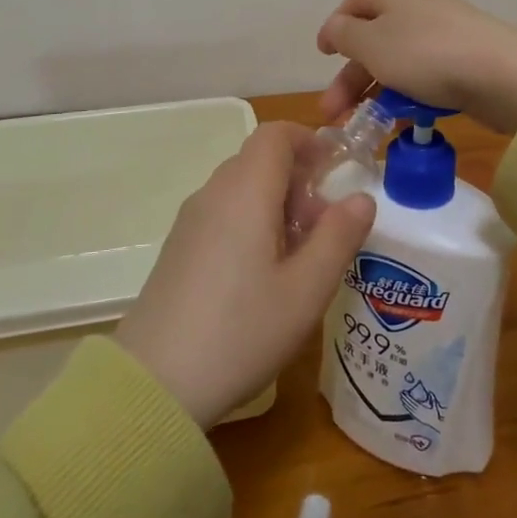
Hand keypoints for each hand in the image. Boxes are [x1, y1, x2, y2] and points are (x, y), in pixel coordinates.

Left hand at [115, 123, 376, 428]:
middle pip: (259, 160)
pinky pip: (222, 213)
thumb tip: (361, 198)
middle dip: (299, 179)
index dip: (309, 141)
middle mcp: (213, 194)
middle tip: (324, 227)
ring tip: (298, 256)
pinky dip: (251, 222)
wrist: (156, 383)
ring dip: (276, 203)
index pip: (275, 134)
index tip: (335, 171)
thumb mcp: (307, 289)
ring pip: (241, 188)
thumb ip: (339, 236)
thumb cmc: (242, 330)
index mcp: (246, 191)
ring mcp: (190, 221)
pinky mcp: (178, 248)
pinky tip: (261, 275)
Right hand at [317, 0, 516, 134]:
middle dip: (350, 79)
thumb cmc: (423, 53)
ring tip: (366, 127)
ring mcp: (441, 33)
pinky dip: (408, 97)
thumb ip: (343, 34)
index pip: (352, 5)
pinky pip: (424, 77)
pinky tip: (403, 123)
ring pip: (397, 63)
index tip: (322, 58)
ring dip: (376, 94)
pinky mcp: (462, 60)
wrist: (500, 74)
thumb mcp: (370, 43)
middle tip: (333, 114)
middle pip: (372, 40)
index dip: (334, 31)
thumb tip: (336, 29)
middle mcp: (415, 6)